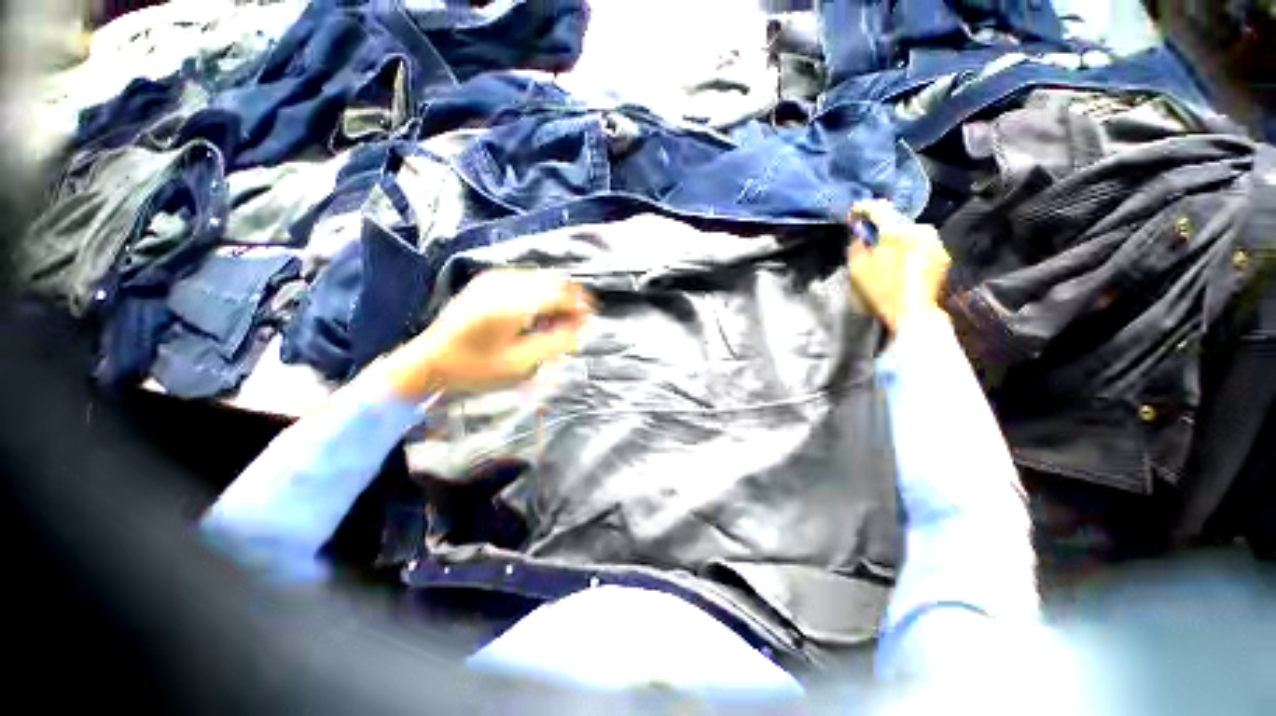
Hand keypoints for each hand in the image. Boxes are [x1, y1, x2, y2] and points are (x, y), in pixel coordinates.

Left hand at [380, 270, 594, 399]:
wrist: (429, 360)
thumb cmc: (475, 368)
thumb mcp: (520, 364)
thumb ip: (555, 342)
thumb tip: (580, 326)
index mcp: (512, 306)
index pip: (559, 294)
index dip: (579, 305)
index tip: (589, 319)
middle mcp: (504, 285)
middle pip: (552, 281)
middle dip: (570, 298)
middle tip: (575, 322)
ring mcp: (493, 280)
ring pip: (540, 277)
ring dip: (556, 294)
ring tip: (557, 319)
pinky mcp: (487, 281)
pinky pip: (525, 278)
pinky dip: (539, 291)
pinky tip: (537, 311)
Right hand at [847, 200, 951, 333]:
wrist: (913, 313)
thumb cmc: (881, 292)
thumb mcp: (858, 270)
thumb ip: (857, 246)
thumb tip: (860, 234)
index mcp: (898, 231)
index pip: (879, 209)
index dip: (863, 208)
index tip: (853, 212)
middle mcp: (920, 230)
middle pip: (896, 220)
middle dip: (881, 225)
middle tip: (867, 234)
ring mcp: (935, 242)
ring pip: (910, 231)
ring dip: (896, 236)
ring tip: (884, 248)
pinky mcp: (942, 255)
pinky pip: (921, 243)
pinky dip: (908, 246)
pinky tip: (900, 259)